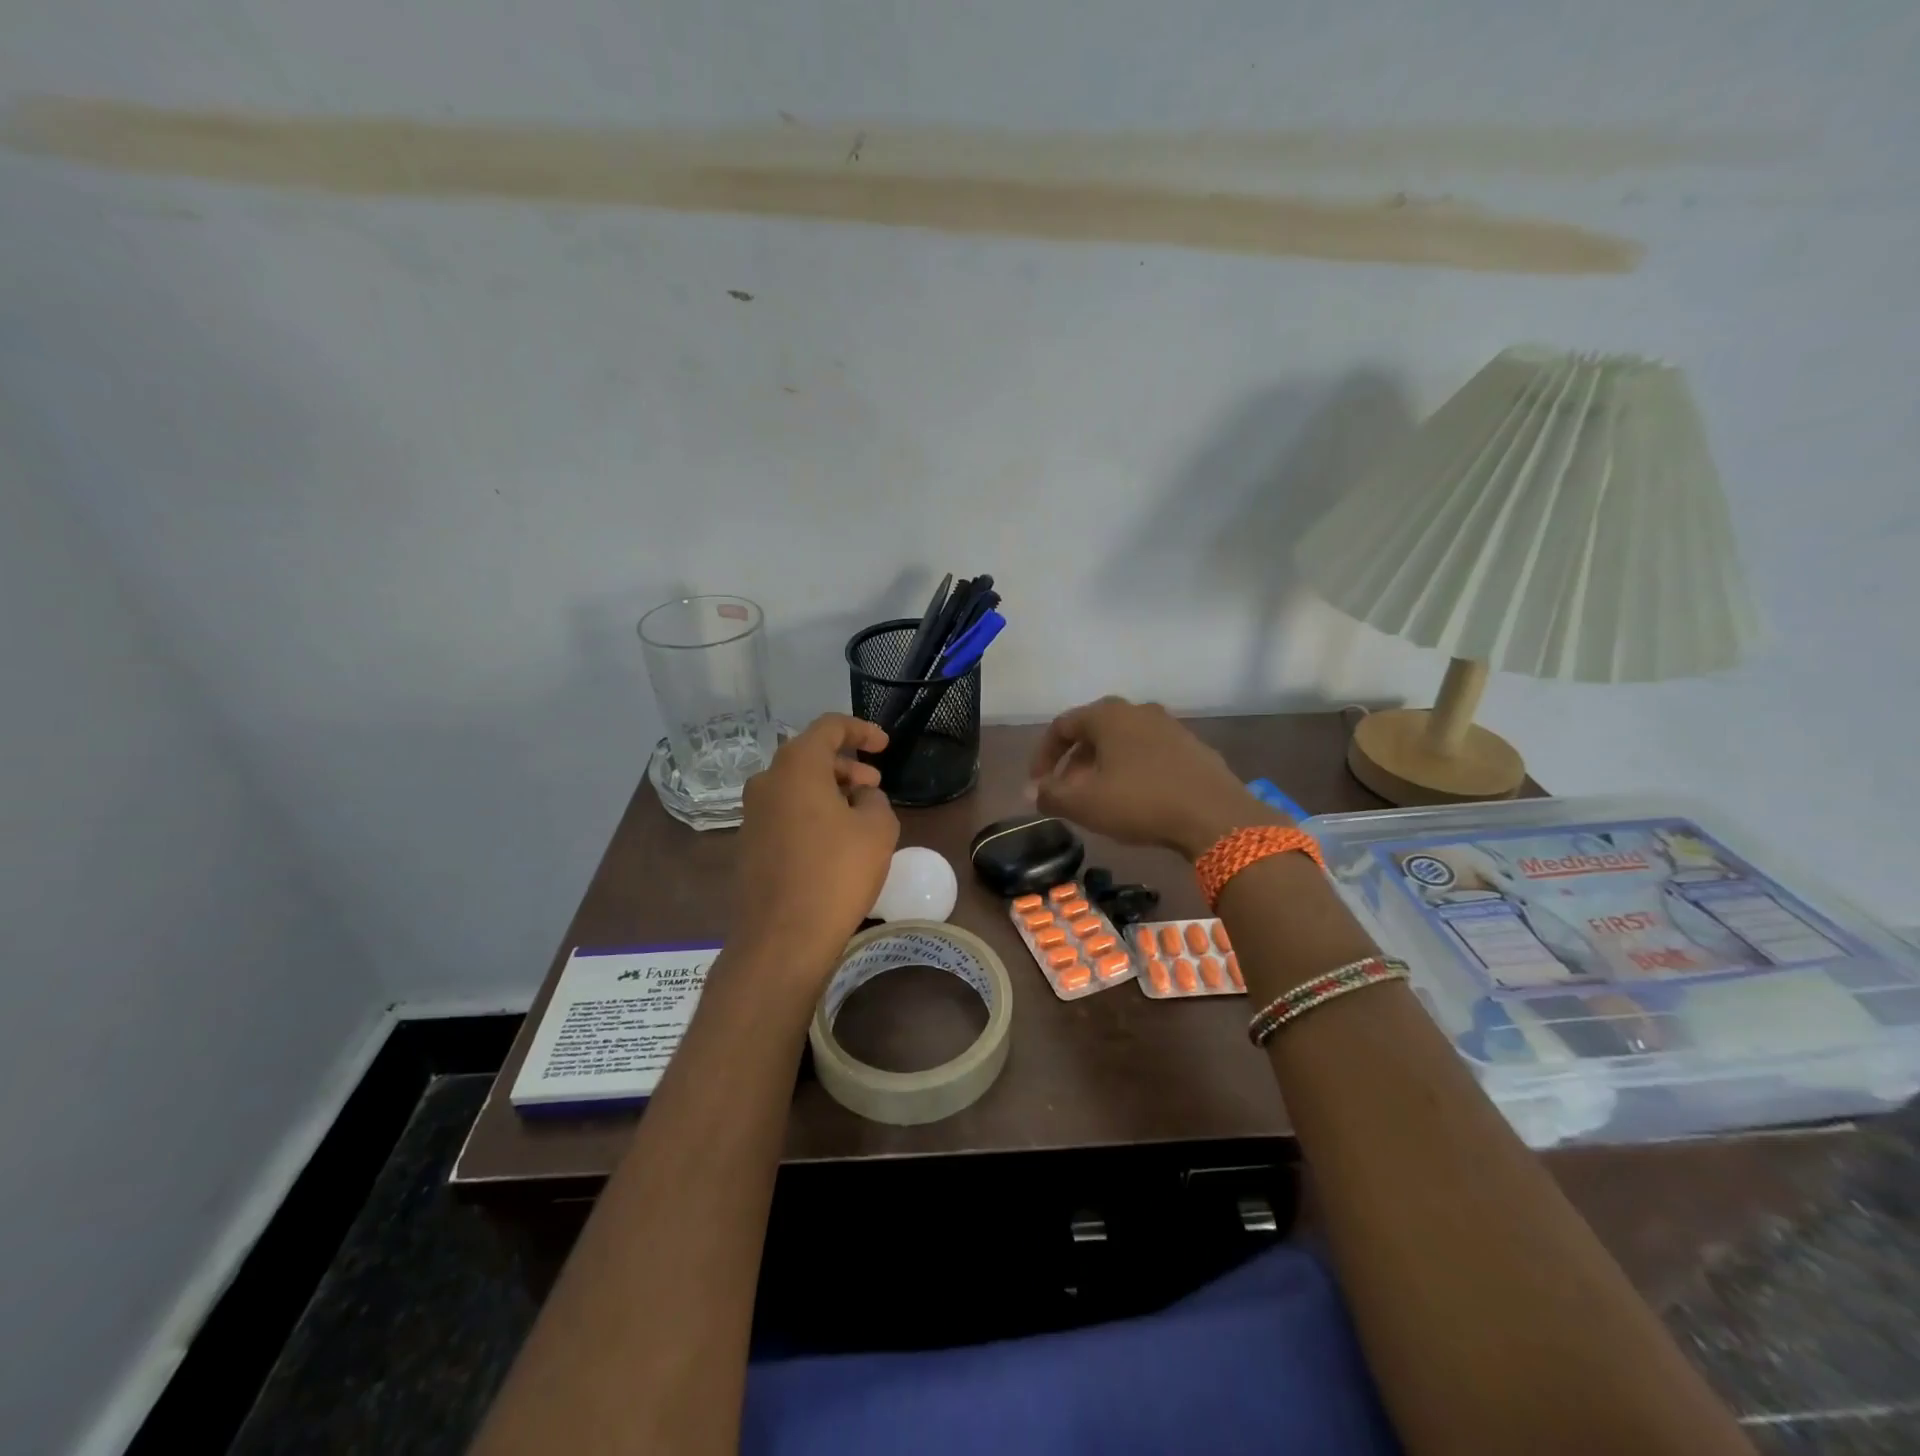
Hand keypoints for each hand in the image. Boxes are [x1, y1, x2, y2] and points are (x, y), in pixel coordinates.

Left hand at [733, 714, 900, 976]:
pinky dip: (812, 813)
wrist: (783, 937)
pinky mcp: (750, 843)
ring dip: (830, 790)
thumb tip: (860, 799)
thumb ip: (874, 800)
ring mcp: (753, 814)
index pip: (829, 727)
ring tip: (860, 813)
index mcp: (796, 767)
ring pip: (797, 786)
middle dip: (847, 766)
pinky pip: (786, 812)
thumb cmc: (836, 873)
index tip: (885, 745)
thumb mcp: (877, 829)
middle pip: (810, 756)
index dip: (861, 730)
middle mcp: (767, 782)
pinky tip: (835, 840)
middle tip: (875, 785)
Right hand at [1028, 697, 1278, 858]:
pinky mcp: (1193, 748)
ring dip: (1103, 769)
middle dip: (1074, 764)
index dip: (1043, 756)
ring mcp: (1170, 727)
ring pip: (1123, 744)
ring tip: (1099, 801)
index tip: (1038, 785)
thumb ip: (1050, 795)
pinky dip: (1132, 772)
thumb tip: (1030, 792)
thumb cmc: (1140, 802)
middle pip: (1093, 733)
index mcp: (1108, 715)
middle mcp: (1138, 711)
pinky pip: (1150, 755)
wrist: (1216, 816)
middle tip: (1066, 794)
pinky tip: (1136, 800)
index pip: (1062, 726)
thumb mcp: (1084, 803)